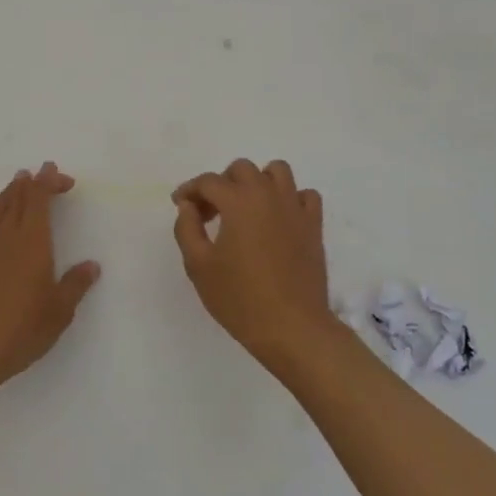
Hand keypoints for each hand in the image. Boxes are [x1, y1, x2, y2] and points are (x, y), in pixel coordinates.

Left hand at [0, 163, 100, 392]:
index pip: (39, 199)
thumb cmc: (19, 331)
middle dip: (32, 183)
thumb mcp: (58, 312)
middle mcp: (5, 235)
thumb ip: (75, 284)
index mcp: (33, 242)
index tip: (54, 171)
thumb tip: (91, 265)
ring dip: (8, 192)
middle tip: (42, 173)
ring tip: (17, 183)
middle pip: (18, 198)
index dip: (47, 181)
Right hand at [172, 158, 335, 369]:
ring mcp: (295, 208)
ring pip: (277, 171)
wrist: (292, 327)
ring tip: (246, 207)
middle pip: (242, 169)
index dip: (189, 190)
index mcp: (238, 201)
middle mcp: (268, 194)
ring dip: (258, 181)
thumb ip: (187, 228)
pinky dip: (290, 198)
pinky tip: (278, 218)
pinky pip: (305, 195)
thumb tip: (188, 205)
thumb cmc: (239, 298)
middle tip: (210, 212)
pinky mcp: (314, 225)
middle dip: (221, 184)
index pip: (208, 181)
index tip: (180, 204)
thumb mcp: (198, 266)